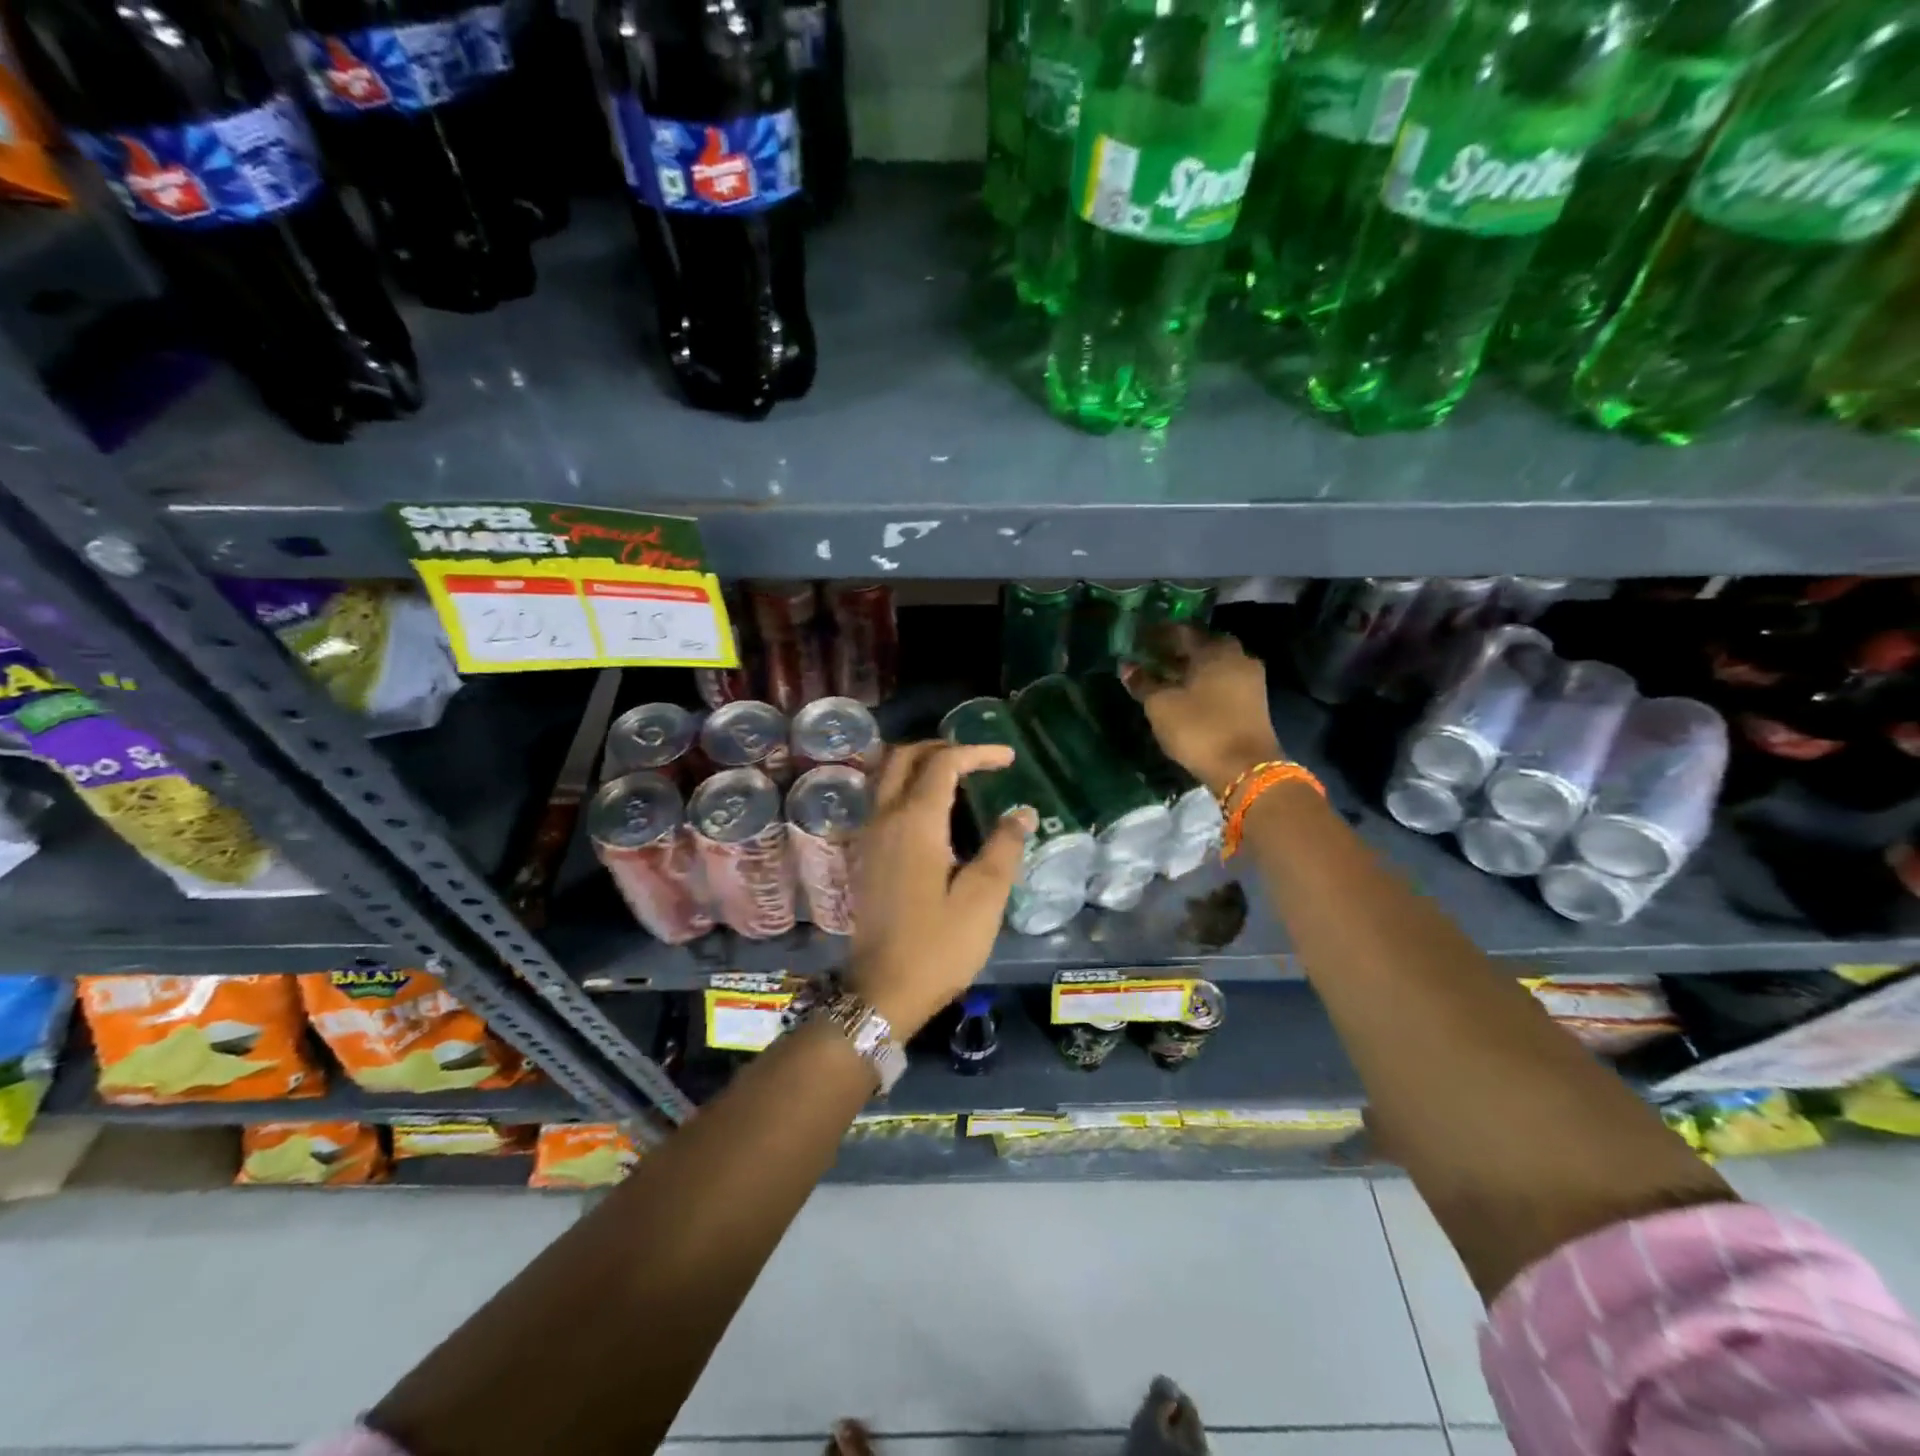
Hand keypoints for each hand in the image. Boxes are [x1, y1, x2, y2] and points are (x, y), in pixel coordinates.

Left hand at [847, 742, 1034, 1038]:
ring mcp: (868, 836)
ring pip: (886, 775)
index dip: (977, 752)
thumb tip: (1022, 812)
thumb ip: (1004, 848)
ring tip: (958, 777)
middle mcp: (884, 818)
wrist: (882, 991)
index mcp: (915, 822)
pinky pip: (881, 799)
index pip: (943, 763)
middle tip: (978, 759)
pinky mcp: (863, 855)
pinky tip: (933, 812)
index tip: (1009, 758)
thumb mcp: (983, 899)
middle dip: (942, 748)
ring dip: (919, 764)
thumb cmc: (938, 946)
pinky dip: (906, 787)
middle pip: (903, 756)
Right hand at [1123, 624, 1283, 793]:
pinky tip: (1185, 693)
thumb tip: (1127, 665)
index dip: (1156, 634)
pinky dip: (1203, 682)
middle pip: (1200, 646)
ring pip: (1213, 664)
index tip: (1137, 638)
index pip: (1180, 631)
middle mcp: (1236, 656)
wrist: (1245, 768)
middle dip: (1174, 650)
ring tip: (1164, 677)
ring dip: (1189, 667)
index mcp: (1214, 650)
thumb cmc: (1199, 729)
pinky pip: (1222, 681)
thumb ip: (1143, 682)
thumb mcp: (1161, 706)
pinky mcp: (1253, 700)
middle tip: (1150, 657)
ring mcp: (1249, 678)